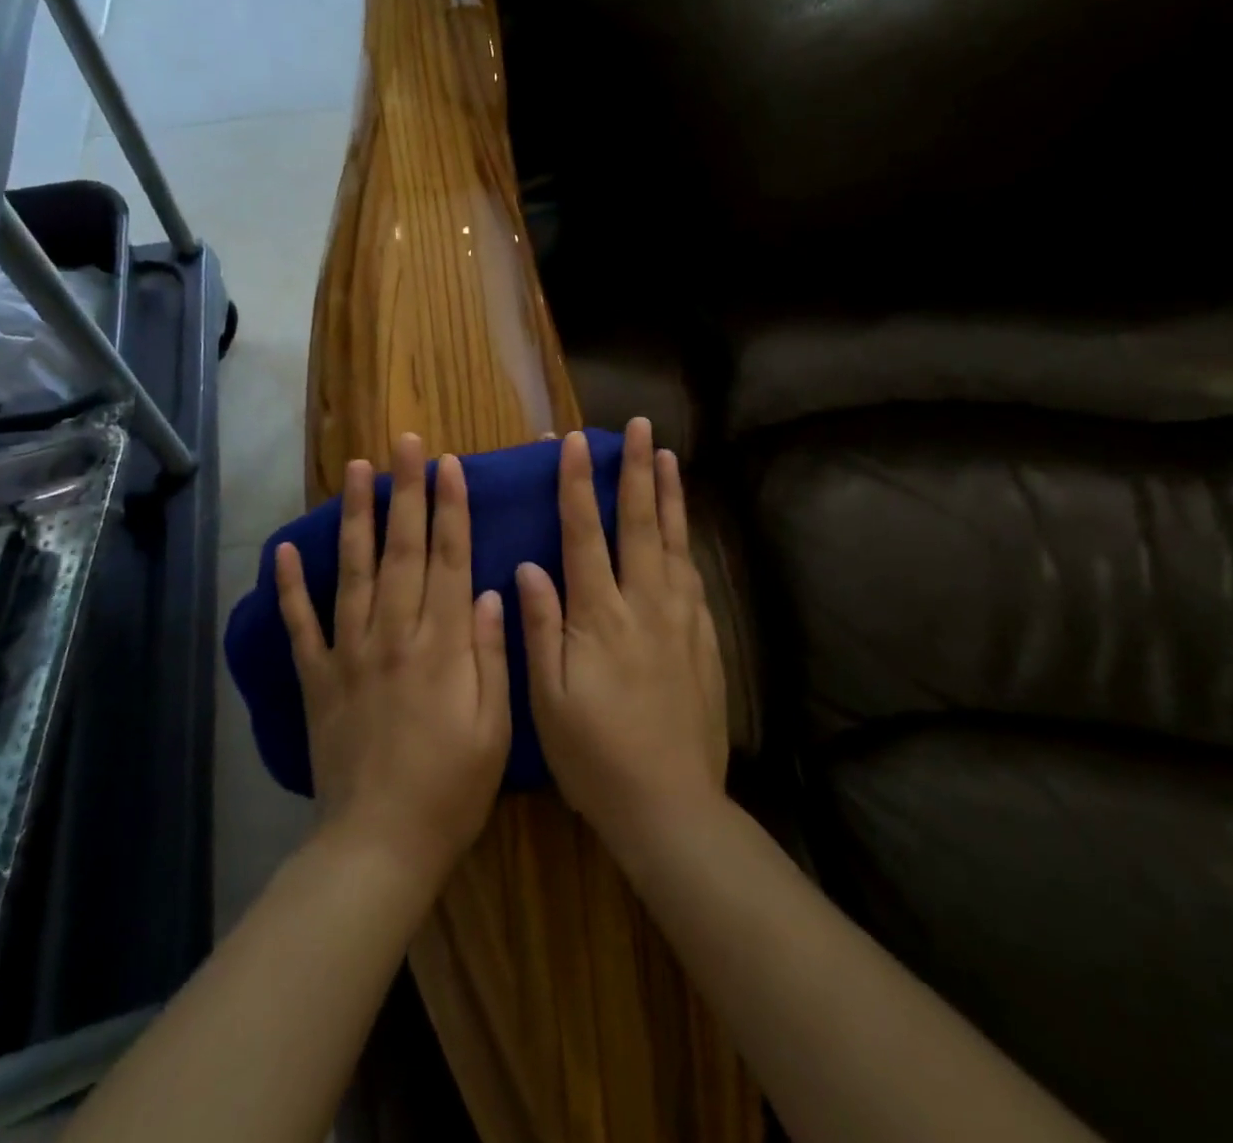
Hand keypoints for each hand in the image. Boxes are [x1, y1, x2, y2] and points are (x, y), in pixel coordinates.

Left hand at [275, 433, 511, 888]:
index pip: (448, 560)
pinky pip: (301, 625)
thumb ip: (491, 653)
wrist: (380, 844)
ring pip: (352, 571)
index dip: (450, 508)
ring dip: (354, 518)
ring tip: (356, 470)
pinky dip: (289, 587)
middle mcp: (393, 635)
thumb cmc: (453, 787)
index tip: (449, 465)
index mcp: (441, 645)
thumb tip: (487, 589)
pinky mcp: (317, 678)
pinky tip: (283, 551)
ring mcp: (349, 653)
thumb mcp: (495, 726)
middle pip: (401, 550)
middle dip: (405, 492)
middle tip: (404, 444)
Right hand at [518, 419, 729, 855]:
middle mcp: (644, 606)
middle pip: (639, 525)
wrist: (670, 805)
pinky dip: (685, 543)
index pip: (585, 536)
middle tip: (640, 427)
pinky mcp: (703, 641)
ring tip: (668, 457)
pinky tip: (683, 530)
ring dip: (668, 496)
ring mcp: (680, 621)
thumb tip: (529, 567)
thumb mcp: (548, 699)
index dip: (576, 485)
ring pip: (673, 543)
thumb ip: (540, 627)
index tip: (573, 443)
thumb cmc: (595, 756)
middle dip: (636, 472)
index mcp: (599, 617)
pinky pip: (693, 578)